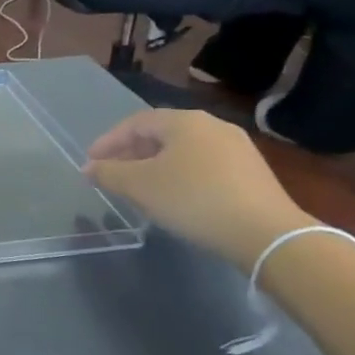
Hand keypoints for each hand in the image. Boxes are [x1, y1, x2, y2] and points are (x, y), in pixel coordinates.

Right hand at [84, 110, 313, 265]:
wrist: (265, 233)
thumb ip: (108, 174)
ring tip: (139, 187)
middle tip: (112, 174)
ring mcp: (237, 148)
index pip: (135, 123)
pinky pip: (203, 165)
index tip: (90, 162)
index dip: (108, 141)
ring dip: (155, 165)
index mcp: (184, 121)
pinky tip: (174, 197)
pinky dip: (180, 175)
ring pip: (183, 150)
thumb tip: (89, 168)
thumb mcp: (139, 186)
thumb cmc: (193, 199)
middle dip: (131, 153)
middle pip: (161, 134)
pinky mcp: (251, 172)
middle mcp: (212, 125)